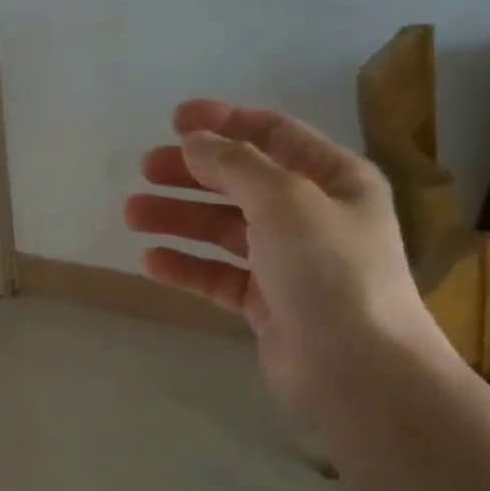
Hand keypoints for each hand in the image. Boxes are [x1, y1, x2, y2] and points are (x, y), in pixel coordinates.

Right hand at [124, 100, 443, 422]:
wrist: (357, 371)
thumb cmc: (330, 271)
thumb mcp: (285, 200)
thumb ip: (236, 165)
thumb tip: (194, 141)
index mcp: (334, 179)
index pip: (274, 135)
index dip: (225, 122)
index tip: (175, 119)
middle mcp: (313, 216)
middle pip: (242, 182)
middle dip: (192, 173)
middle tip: (144, 169)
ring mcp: (289, 263)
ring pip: (224, 230)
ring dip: (179, 218)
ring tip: (132, 214)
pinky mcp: (267, 305)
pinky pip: (219, 275)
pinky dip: (186, 266)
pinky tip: (150, 261)